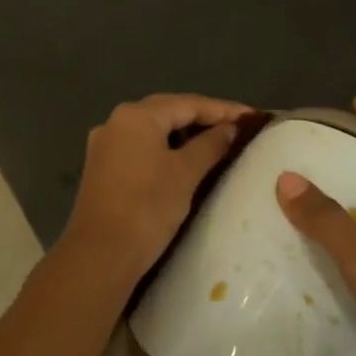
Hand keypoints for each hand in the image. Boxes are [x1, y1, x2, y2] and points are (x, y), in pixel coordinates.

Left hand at [62, 93, 254, 278]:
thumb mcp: (186, 173)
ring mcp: (105, 144)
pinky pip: (140, 146)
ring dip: (183, 133)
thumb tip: (230, 128)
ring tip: (216, 141)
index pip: (187, 103)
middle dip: (203, 117)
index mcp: (135, 115)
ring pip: (152, 129)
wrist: (101, 252)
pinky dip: (164, 148)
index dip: (223, 109)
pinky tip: (183, 159)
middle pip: (167, 111)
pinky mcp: (102, 166)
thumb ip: (210, 145)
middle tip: (237, 126)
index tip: (254, 116)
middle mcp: (115, 121)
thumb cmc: (147, 207)